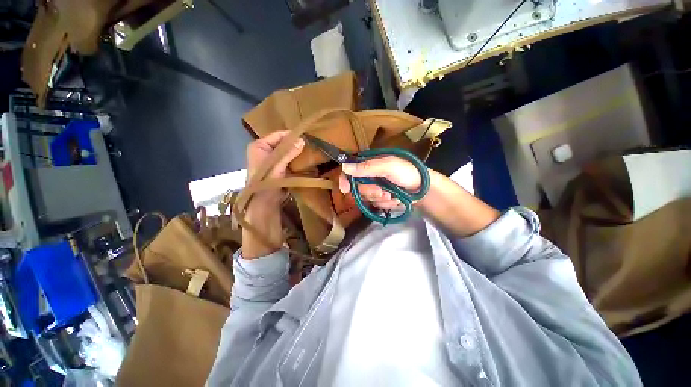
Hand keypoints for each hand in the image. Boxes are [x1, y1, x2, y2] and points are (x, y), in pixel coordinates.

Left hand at [247, 131, 304, 202]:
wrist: (264, 202)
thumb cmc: (266, 181)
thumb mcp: (278, 165)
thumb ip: (288, 152)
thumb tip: (302, 140)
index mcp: (259, 145)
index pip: (278, 135)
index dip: (292, 135)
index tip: (307, 136)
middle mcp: (264, 150)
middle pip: (283, 143)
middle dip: (295, 144)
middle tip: (310, 144)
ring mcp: (270, 159)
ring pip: (286, 151)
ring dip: (296, 152)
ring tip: (310, 151)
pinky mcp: (277, 167)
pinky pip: (288, 160)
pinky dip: (295, 160)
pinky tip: (304, 160)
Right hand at [338, 156, 423, 210]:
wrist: (424, 189)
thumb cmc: (407, 173)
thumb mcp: (388, 166)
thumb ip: (367, 167)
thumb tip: (345, 167)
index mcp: (370, 164)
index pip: (350, 170)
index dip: (345, 180)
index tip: (345, 190)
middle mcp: (370, 175)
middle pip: (356, 187)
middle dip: (369, 191)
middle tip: (381, 191)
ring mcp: (375, 187)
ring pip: (365, 197)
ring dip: (379, 198)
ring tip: (391, 194)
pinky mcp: (380, 198)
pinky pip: (375, 204)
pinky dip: (385, 203)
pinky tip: (394, 199)